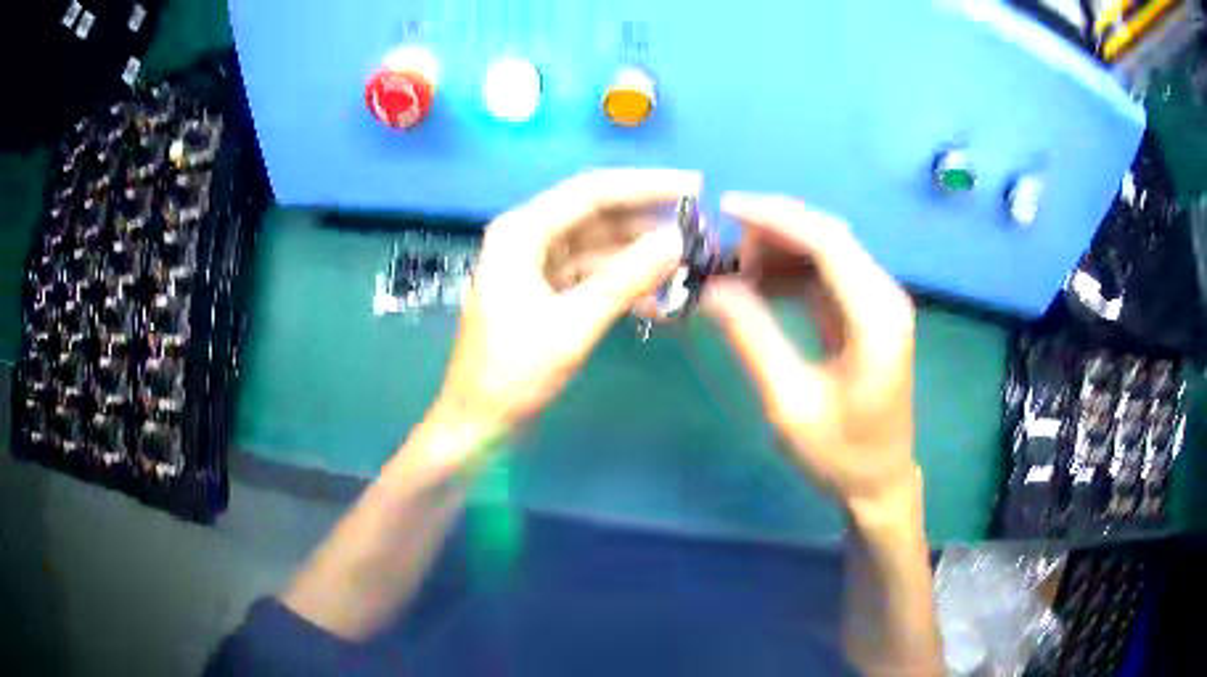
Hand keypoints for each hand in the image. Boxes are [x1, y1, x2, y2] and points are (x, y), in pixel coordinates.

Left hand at [432, 169, 696, 453]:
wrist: (478, 423)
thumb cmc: (512, 374)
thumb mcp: (573, 324)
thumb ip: (626, 279)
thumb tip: (677, 241)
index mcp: (521, 232)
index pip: (591, 191)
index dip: (645, 185)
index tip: (694, 186)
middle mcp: (528, 238)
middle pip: (597, 214)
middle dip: (647, 221)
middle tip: (698, 227)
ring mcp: (537, 265)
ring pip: (599, 246)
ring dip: (640, 256)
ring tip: (687, 266)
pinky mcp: (546, 292)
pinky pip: (593, 275)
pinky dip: (623, 284)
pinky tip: (658, 302)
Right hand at [701, 193, 916, 510]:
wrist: (878, 480)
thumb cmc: (839, 453)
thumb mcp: (789, 404)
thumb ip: (753, 340)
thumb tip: (712, 289)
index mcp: (876, 317)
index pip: (828, 242)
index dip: (776, 217)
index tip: (725, 209)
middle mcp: (884, 297)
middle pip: (829, 236)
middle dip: (774, 232)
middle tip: (724, 255)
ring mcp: (878, 303)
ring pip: (826, 250)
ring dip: (780, 251)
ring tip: (735, 274)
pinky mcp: (867, 313)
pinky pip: (826, 275)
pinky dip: (791, 272)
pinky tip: (759, 286)